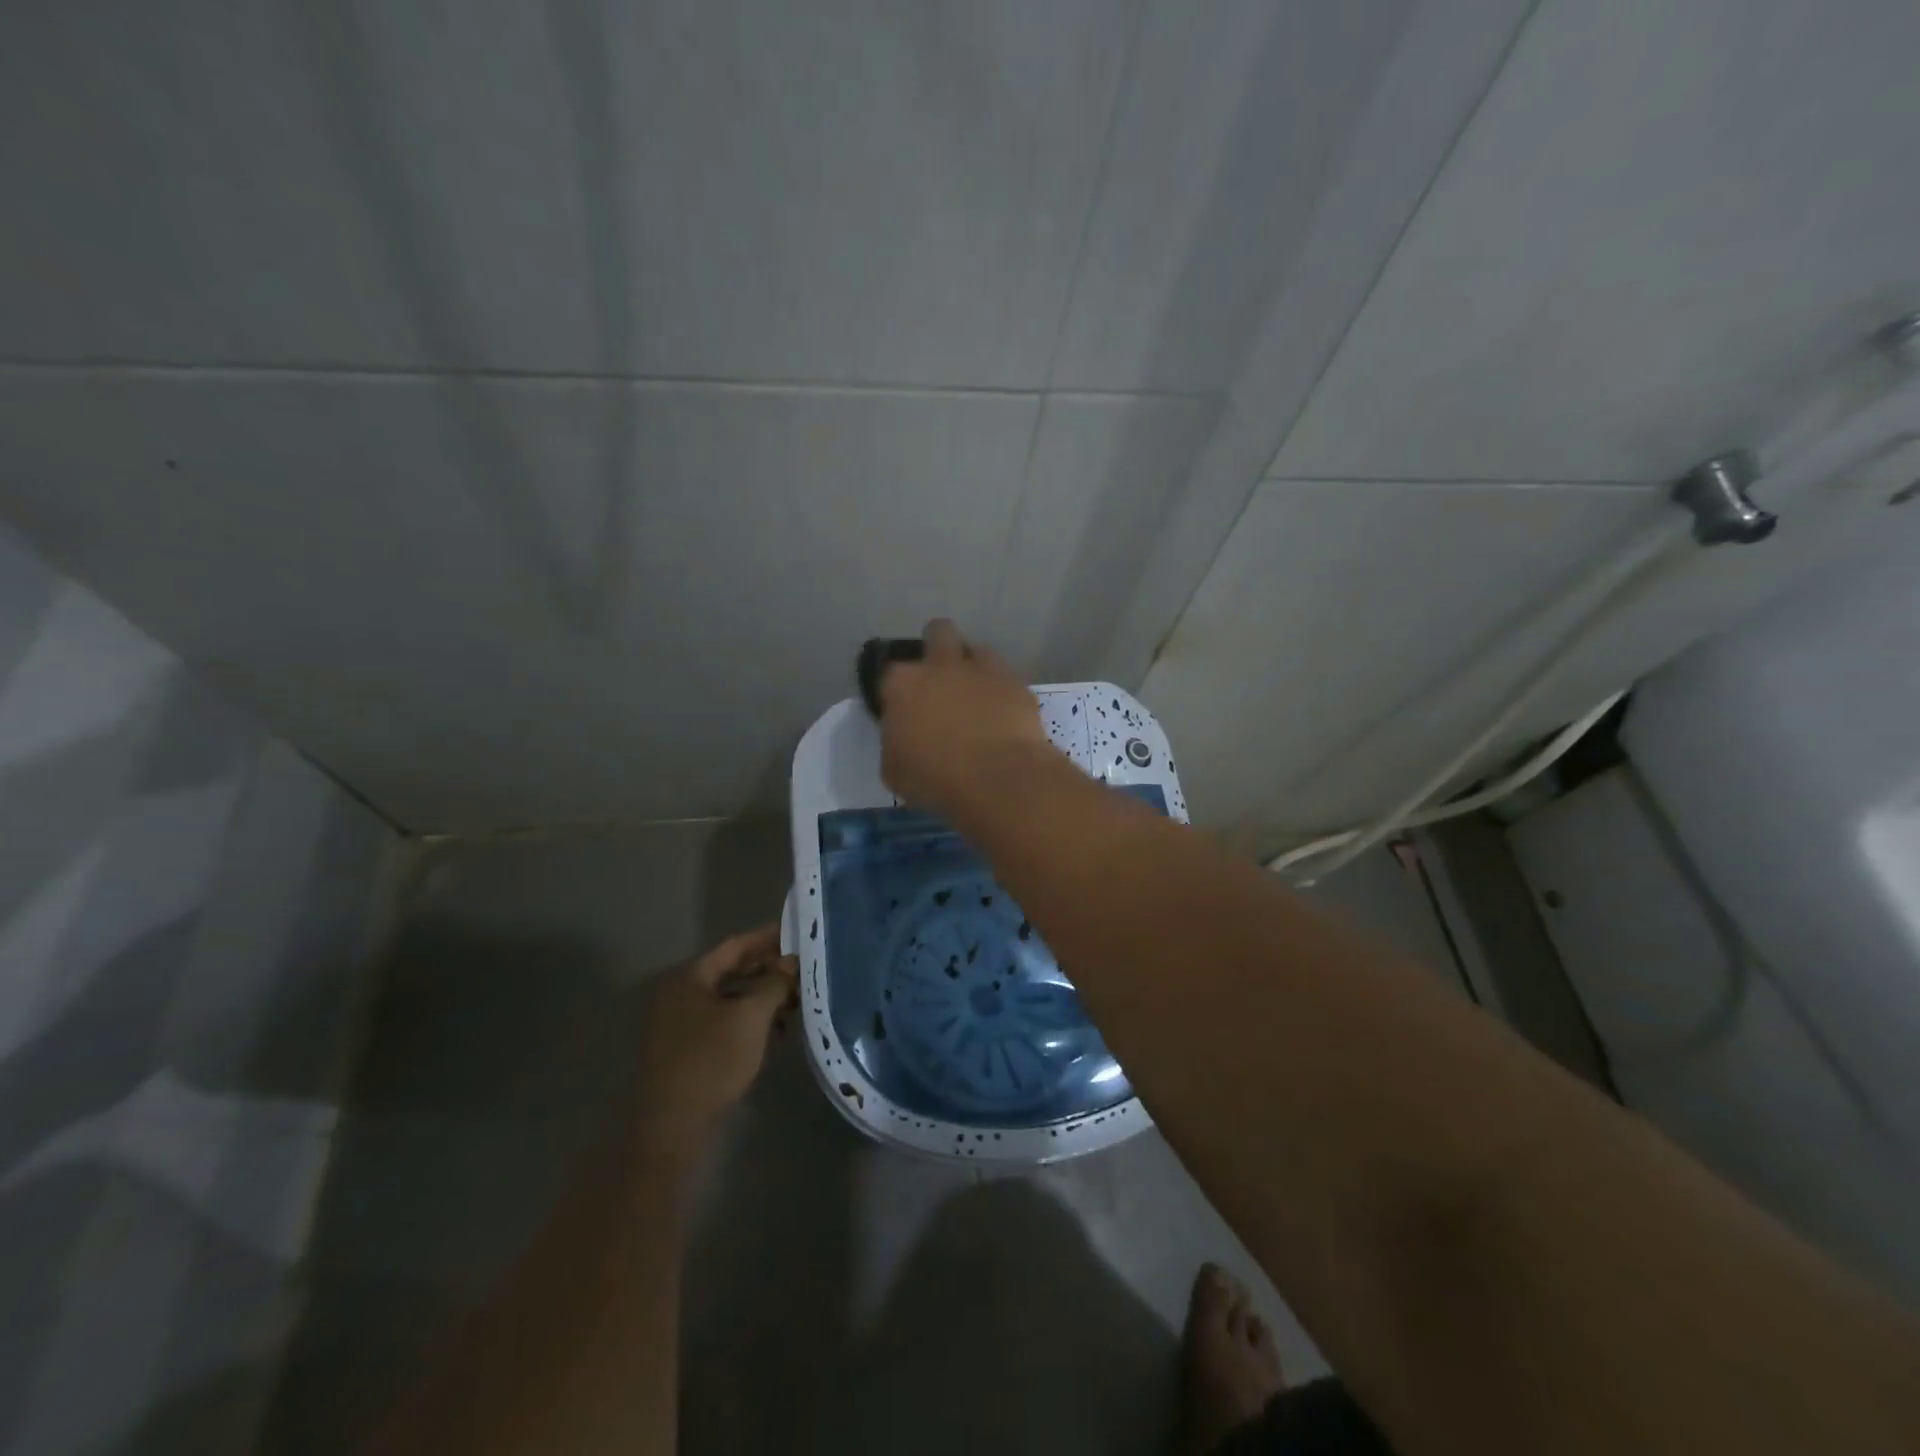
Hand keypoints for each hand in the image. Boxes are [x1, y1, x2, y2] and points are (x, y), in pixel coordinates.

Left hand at [634, 925, 796, 1153]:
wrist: (673, 1126)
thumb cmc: (711, 1060)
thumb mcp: (750, 1016)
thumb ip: (773, 983)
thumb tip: (790, 962)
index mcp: (689, 977)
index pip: (734, 945)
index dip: (767, 937)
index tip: (795, 931)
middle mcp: (680, 993)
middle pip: (731, 970)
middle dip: (767, 968)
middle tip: (801, 967)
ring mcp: (679, 1022)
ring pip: (728, 997)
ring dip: (760, 995)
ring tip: (794, 998)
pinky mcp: (686, 1048)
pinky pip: (723, 1019)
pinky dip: (748, 1018)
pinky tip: (775, 1029)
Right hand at [877, 618, 1056, 814]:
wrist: (999, 780)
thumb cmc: (936, 779)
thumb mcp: (894, 770)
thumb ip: (895, 741)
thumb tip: (903, 737)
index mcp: (903, 684)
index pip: (889, 671)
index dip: (896, 688)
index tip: (902, 707)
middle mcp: (942, 665)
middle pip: (938, 632)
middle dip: (938, 646)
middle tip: (940, 679)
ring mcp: (983, 670)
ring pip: (977, 650)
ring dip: (973, 668)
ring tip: (976, 697)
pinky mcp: (1017, 684)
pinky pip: (1006, 678)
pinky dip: (1002, 691)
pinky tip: (1003, 714)